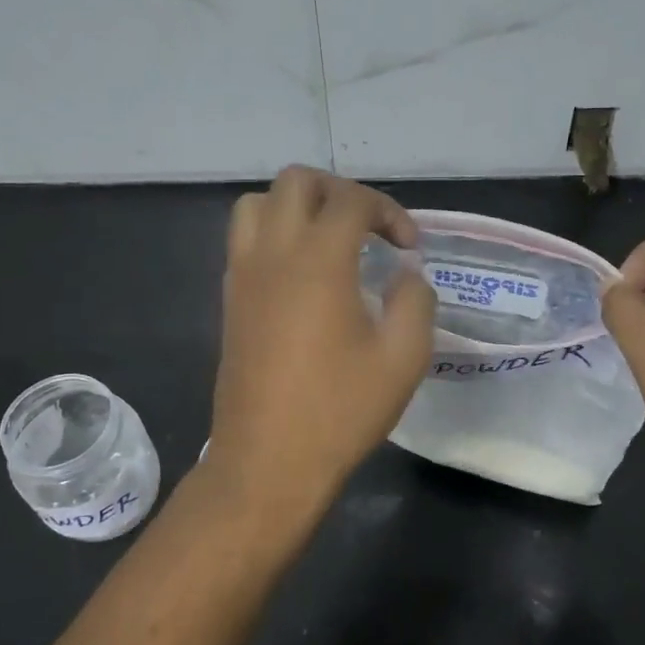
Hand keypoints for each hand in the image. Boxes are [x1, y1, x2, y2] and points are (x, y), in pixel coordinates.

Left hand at [204, 167, 435, 522]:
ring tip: (329, 241)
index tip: (409, 248)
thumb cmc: (340, 411)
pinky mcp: (230, 300)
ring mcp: (243, 275)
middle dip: (339, 192)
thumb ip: (415, 300)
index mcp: (319, 261)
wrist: (268, 461)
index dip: (389, 212)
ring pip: (259, 204)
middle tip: (368, 228)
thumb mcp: (404, 358)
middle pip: (297, 182)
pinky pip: (244, 240)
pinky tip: (301, 276)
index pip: (352, 201)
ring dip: (297, 207)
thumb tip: (405, 274)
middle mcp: (274, 254)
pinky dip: (274, 235)